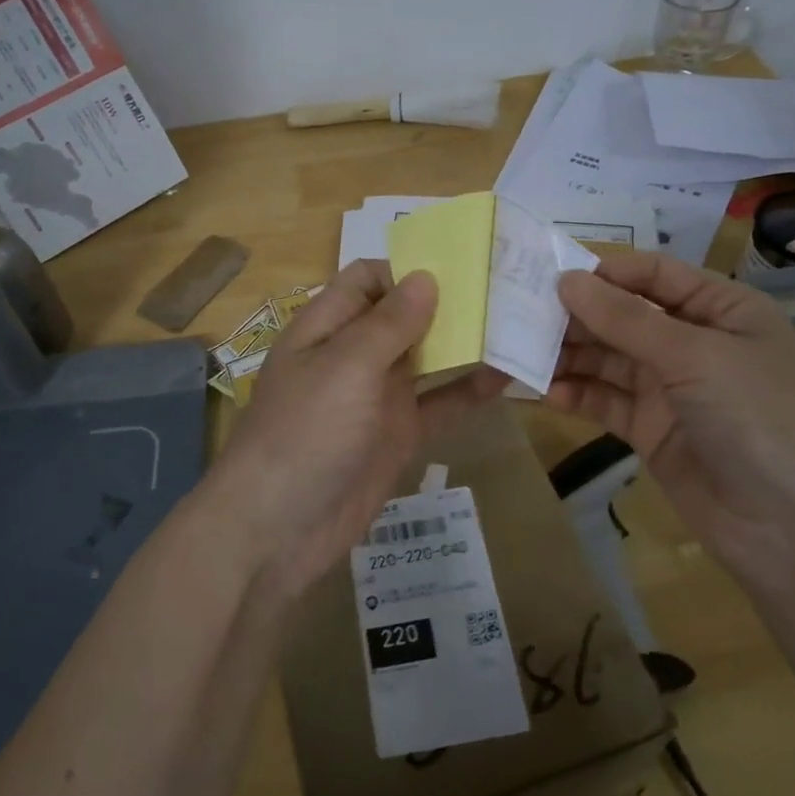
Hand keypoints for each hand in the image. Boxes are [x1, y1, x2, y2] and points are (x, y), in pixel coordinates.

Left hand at [202, 260, 508, 598]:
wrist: (277, 529)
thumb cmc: (304, 432)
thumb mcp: (345, 367)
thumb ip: (388, 323)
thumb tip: (426, 276)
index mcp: (326, 327)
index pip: (367, 280)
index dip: (407, 268)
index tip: (461, 266)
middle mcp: (352, 355)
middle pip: (402, 316)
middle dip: (446, 303)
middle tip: (506, 290)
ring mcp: (376, 397)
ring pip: (425, 359)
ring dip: (463, 344)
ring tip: (517, 325)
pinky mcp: (397, 436)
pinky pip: (437, 405)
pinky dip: (468, 391)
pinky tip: (508, 377)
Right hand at [549, 252, 794, 587]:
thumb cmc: (760, 417)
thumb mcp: (694, 356)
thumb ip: (625, 319)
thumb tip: (566, 280)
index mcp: (721, 309)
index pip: (653, 275)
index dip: (603, 271)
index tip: (546, 273)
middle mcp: (694, 343)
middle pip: (623, 317)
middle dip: (576, 316)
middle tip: (517, 315)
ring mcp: (671, 390)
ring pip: (608, 360)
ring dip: (568, 355)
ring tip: (519, 352)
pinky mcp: (651, 432)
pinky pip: (605, 402)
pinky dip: (576, 395)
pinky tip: (544, 393)